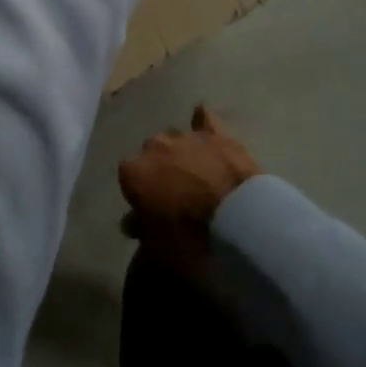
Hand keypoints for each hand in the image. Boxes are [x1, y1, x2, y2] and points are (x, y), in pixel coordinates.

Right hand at [118, 105, 260, 279]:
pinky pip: (204, 120)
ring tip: (196, 173)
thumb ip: (142, 230)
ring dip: (181, 154)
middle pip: (150, 154)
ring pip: (176, 140)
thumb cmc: (190, 237)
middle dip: (159, 169)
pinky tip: (202, 119)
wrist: (238, 219)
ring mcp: (186, 138)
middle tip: (175, 193)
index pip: (127, 178)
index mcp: (134, 173)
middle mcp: (154, 148)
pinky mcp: (216, 135)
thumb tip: (132, 223)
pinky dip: (202, 121)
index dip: (140, 193)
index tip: (151, 208)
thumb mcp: (158, 248)